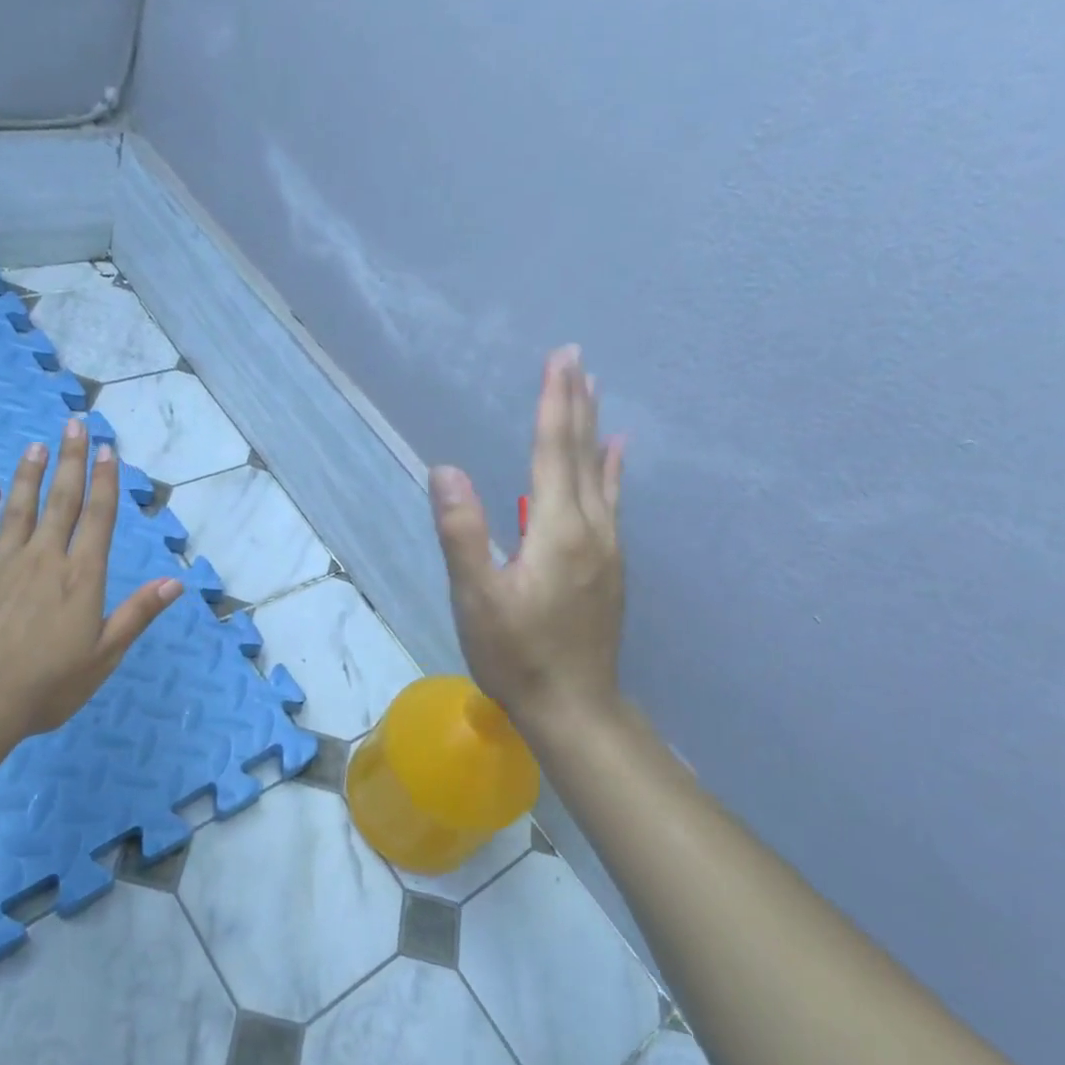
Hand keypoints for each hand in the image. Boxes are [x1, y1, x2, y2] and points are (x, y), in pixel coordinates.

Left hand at [0, 416, 182, 758]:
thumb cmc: (47, 685)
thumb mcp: (104, 656)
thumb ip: (137, 614)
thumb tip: (174, 582)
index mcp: (82, 578)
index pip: (98, 519)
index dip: (105, 482)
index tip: (106, 450)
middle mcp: (44, 559)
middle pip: (61, 501)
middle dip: (70, 461)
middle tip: (74, 424)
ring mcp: (1, 563)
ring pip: (19, 508)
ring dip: (29, 474)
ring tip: (35, 445)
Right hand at [430, 345, 625, 730]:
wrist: (573, 706)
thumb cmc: (515, 655)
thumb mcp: (476, 598)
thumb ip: (463, 532)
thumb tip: (445, 470)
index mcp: (556, 531)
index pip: (554, 452)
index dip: (554, 404)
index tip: (560, 359)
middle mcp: (590, 530)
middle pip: (582, 455)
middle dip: (576, 404)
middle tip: (576, 359)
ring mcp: (607, 549)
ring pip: (601, 476)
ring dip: (594, 431)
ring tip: (595, 394)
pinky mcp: (610, 568)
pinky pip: (612, 504)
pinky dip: (613, 472)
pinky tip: (619, 457)